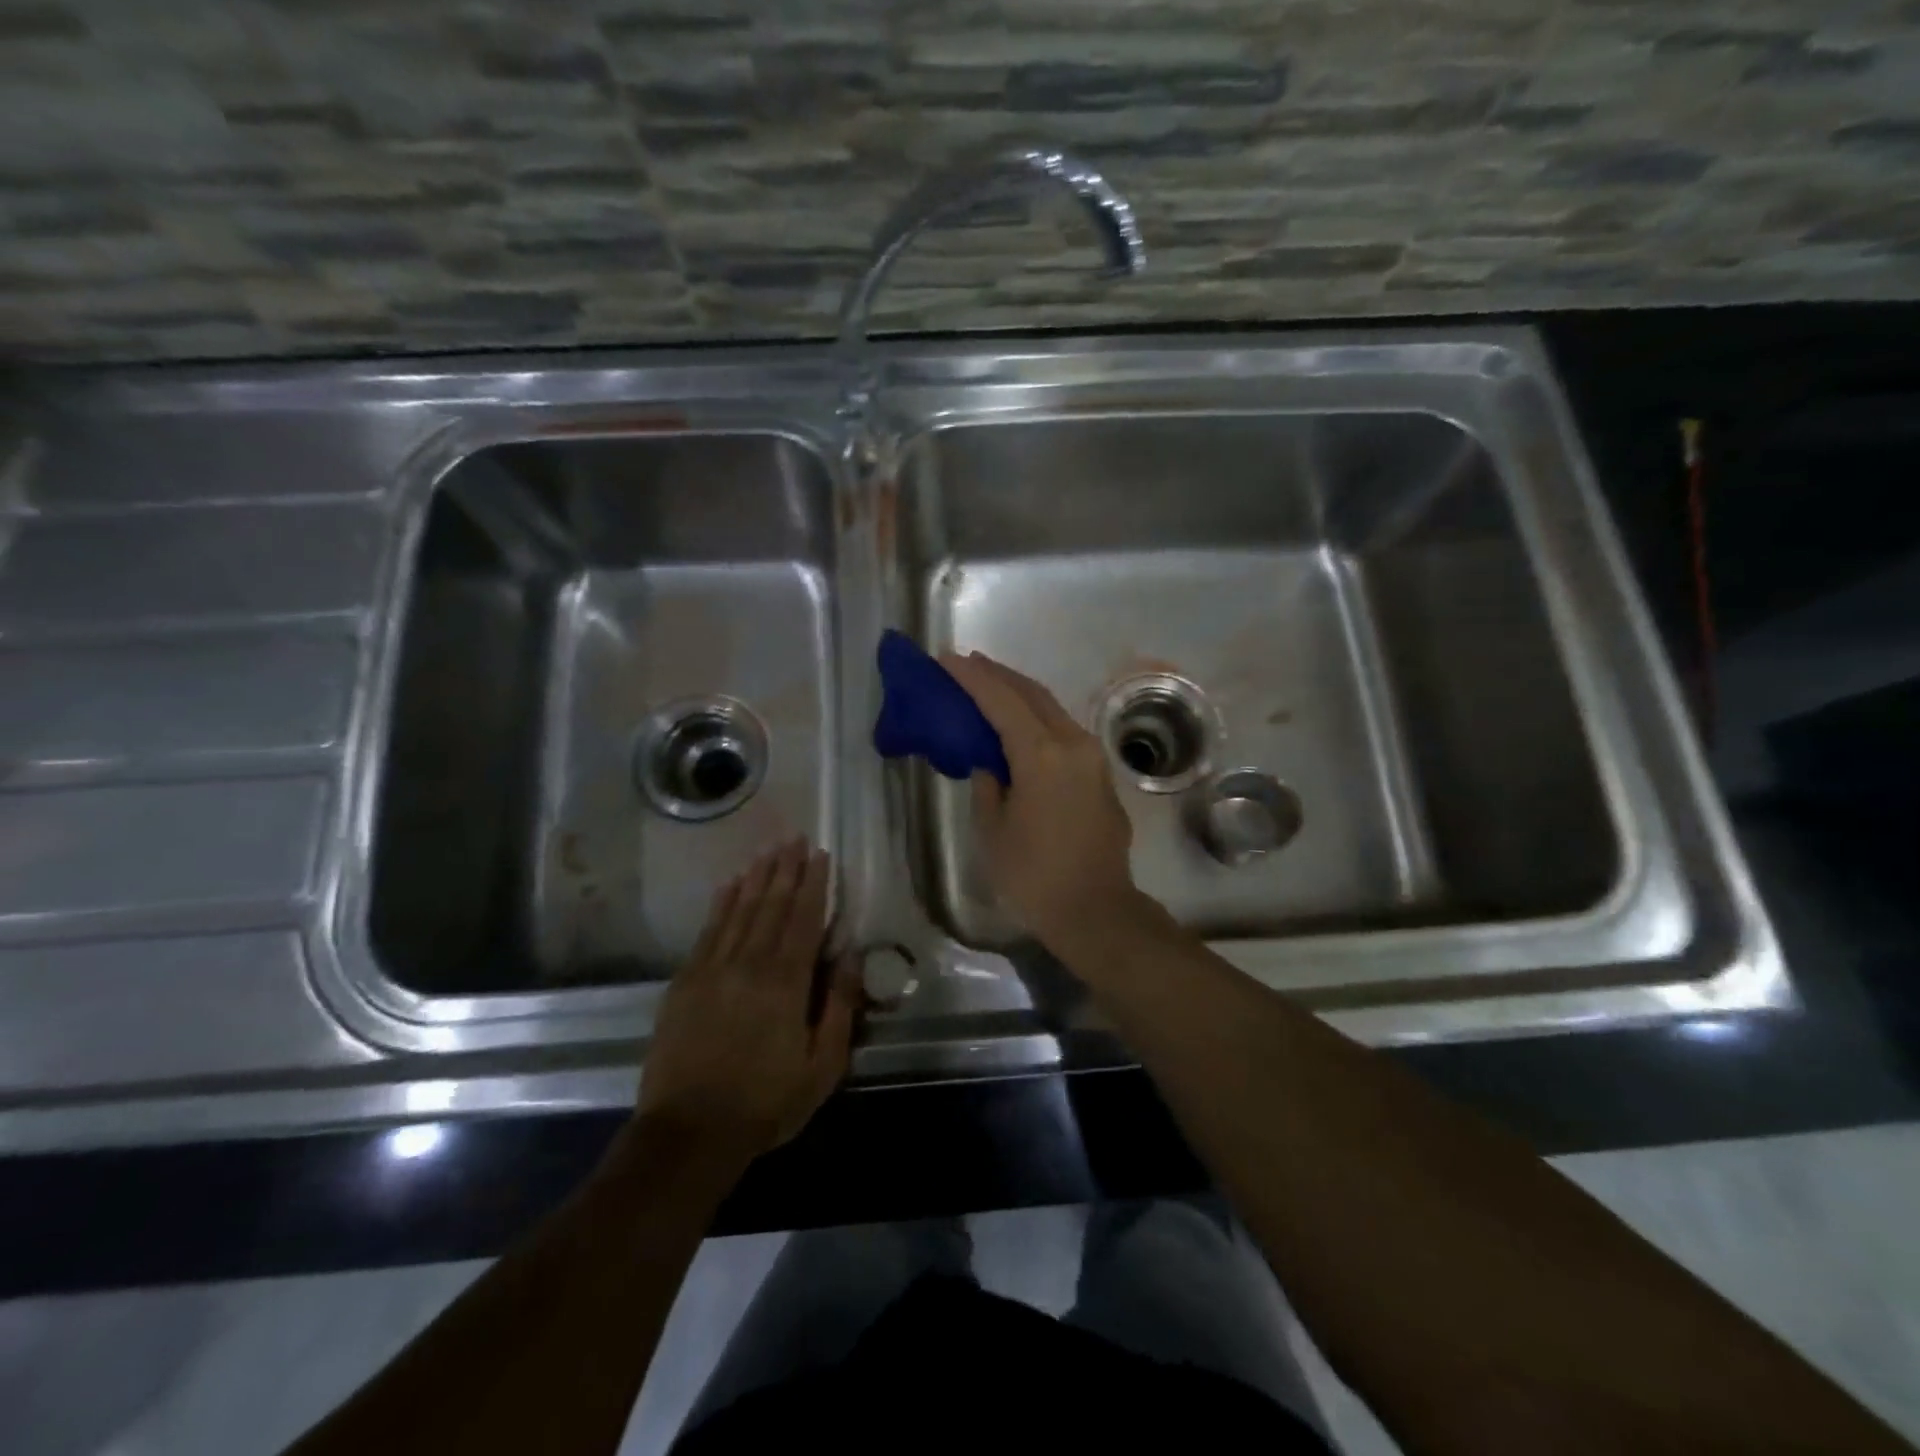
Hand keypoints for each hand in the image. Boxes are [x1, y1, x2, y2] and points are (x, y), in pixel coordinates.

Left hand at [636, 840, 860, 1167]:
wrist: (689, 1132)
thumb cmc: (765, 1101)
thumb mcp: (822, 1066)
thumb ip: (839, 1006)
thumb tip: (854, 956)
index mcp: (786, 982)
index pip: (804, 919)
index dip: (814, 884)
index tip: (821, 855)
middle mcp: (749, 963)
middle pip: (771, 905)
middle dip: (786, 869)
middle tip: (795, 839)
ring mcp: (712, 969)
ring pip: (740, 910)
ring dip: (757, 877)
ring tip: (769, 851)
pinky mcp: (685, 981)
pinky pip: (708, 930)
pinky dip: (721, 903)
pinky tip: (729, 885)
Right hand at [940, 651, 1138, 947]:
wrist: (1096, 910)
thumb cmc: (1034, 875)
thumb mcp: (992, 831)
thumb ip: (987, 785)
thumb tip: (992, 766)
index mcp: (1041, 754)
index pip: (1002, 701)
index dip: (973, 678)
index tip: (947, 659)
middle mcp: (1073, 744)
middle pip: (1032, 694)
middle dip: (998, 675)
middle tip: (968, 663)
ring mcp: (1093, 758)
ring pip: (1052, 710)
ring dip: (1021, 695)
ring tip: (991, 687)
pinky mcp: (1101, 775)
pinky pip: (1065, 732)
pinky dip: (1038, 719)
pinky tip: (1021, 726)